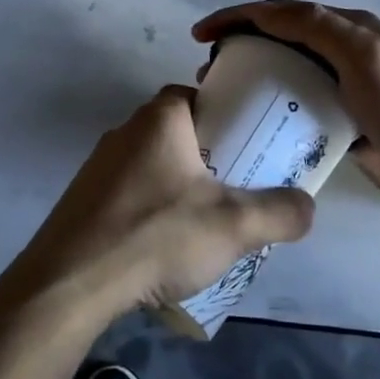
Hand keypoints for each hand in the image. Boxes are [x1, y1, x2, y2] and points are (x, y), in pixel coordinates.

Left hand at [5, 86, 314, 322]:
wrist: (71, 282)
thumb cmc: (156, 235)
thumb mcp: (233, 225)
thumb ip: (279, 213)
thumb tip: (308, 207)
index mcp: (159, 118)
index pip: (198, 95)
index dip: (226, 115)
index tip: (248, 145)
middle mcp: (125, 130)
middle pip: (178, 132)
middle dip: (208, 157)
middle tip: (236, 189)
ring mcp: (98, 165)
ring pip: (153, 164)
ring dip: (178, 186)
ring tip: (204, 223)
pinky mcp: (83, 199)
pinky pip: (129, 192)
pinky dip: (150, 209)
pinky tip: (162, 245)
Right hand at [193, 0, 379, 215]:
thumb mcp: (365, 56)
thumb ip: (320, 28)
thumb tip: (268, 11)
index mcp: (348, 28)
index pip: (283, 11)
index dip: (239, 16)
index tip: (202, 34)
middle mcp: (344, 52)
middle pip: (281, 39)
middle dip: (240, 45)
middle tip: (209, 70)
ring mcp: (345, 88)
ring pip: (288, 74)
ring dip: (253, 78)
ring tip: (223, 97)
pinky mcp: (345, 122)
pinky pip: (300, 108)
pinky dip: (274, 109)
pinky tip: (254, 125)